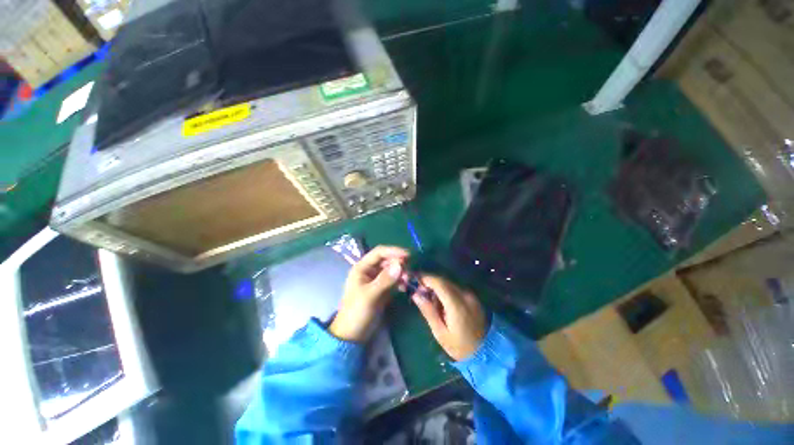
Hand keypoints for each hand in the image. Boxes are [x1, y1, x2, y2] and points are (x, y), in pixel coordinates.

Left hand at [329, 246, 408, 341]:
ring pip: (392, 270)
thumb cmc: (356, 312)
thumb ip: (385, 280)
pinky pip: (394, 280)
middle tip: (410, 270)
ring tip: (409, 279)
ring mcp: (377, 280)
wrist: (353, 335)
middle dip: (399, 263)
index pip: (379, 252)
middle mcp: (370, 271)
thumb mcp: (369, 295)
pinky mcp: (383, 289)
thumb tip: (400, 265)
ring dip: (401, 272)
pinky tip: (406, 287)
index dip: (393, 251)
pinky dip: (401, 281)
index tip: (408, 255)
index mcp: (362, 268)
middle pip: (387, 260)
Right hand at [411, 275, 487, 360]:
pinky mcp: (473, 298)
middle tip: (418, 291)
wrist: (486, 353)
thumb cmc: (459, 347)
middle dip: (429, 282)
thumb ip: (428, 311)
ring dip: (437, 287)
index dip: (425, 279)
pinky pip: (456, 289)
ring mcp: (471, 296)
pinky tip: (441, 303)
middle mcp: (465, 295)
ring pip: (449, 284)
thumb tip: (415, 294)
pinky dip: (445, 291)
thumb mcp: (440, 333)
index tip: (414, 280)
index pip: (439, 283)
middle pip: (444, 281)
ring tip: (429, 300)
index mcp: (457, 305)